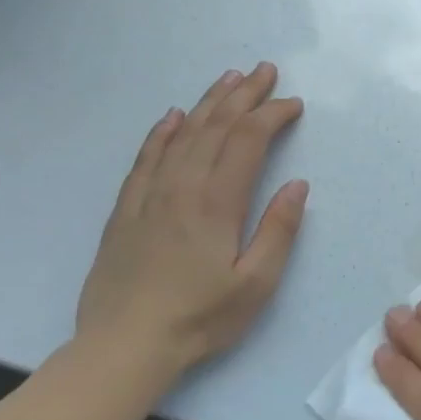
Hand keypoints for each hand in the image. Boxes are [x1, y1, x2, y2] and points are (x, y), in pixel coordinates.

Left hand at [76, 63, 307, 382]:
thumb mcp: (256, 283)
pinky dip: (162, 132)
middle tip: (265, 71)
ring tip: (229, 79)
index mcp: (217, 203)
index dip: (272, 115)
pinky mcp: (126, 210)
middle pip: (216, 127)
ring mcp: (150, 196)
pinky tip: (173, 117)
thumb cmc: (200, 319)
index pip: (248, 141)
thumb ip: (278, 230)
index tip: (293, 104)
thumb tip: (297, 184)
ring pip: (182, 135)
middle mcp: (182, 187)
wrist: (123, 348)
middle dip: (244, 95)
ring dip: (208, 103)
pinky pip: (145, 159)